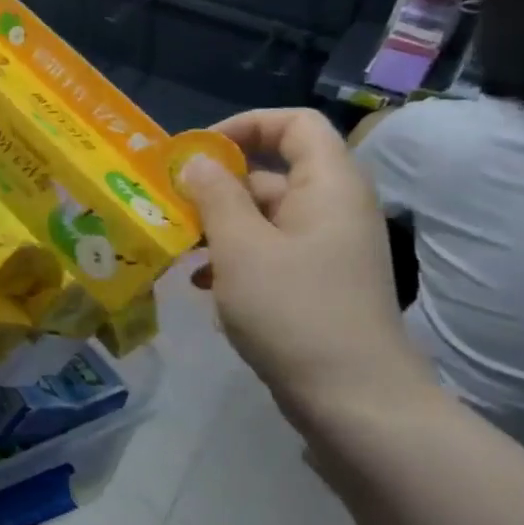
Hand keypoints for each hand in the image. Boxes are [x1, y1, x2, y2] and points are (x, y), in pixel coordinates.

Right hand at [178, 109, 431, 428]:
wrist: (355, 401)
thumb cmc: (294, 310)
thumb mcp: (241, 247)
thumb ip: (214, 195)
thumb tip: (196, 160)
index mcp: (328, 186)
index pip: (294, 123)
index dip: (244, 125)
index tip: (196, 153)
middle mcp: (333, 209)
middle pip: (271, 172)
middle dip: (216, 186)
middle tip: (169, 205)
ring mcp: (327, 249)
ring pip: (264, 217)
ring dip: (218, 226)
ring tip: (178, 247)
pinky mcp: (317, 284)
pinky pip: (270, 251)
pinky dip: (235, 257)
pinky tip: (203, 283)